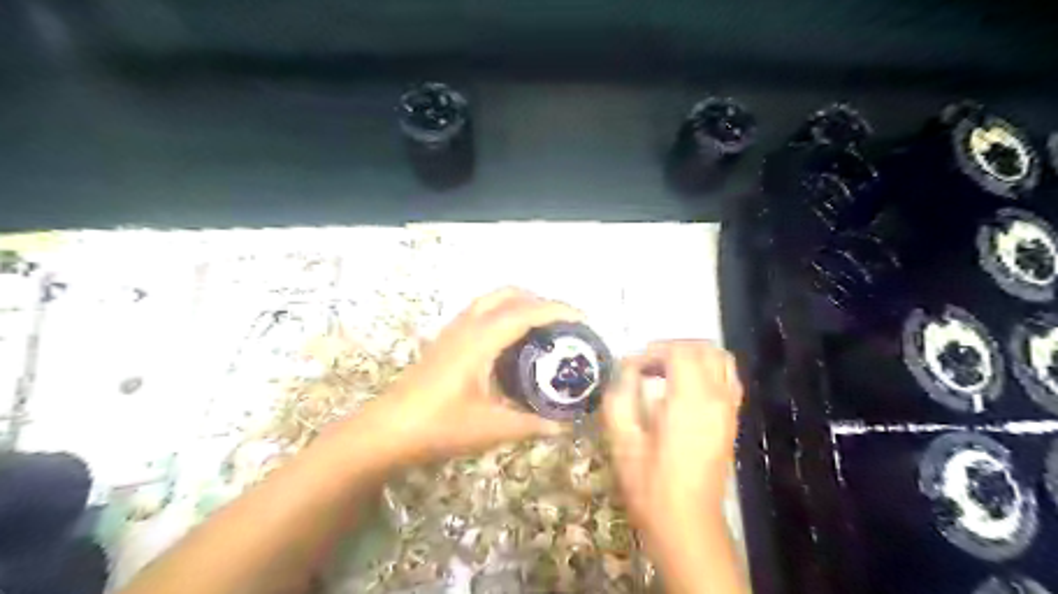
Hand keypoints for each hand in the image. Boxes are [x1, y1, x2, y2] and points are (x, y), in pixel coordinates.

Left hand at [350, 287, 581, 468]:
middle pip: (508, 295)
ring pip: (491, 300)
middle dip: (539, 300)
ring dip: (519, 304)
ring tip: (541, 328)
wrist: (386, 431)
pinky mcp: (445, 341)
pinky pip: (480, 313)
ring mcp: (452, 331)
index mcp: (480, 340)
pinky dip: (502, 314)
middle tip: (562, 323)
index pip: (526, 312)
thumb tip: (564, 425)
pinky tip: (509, 343)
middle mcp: (467, 326)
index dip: (558, 310)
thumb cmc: (438, 427)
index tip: (584, 319)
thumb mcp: (491, 428)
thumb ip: (531, 424)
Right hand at [603, 340, 742, 557]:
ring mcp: (729, 409)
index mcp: (690, 400)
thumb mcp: (622, 440)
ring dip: (693, 356)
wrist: (687, 523)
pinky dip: (707, 370)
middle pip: (703, 348)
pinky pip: (727, 378)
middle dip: (672, 348)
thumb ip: (621, 396)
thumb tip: (628, 369)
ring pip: (721, 359)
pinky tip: (684, 388)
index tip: (632, 368)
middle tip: (647, 366)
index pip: (679, 351)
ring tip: (666, 372)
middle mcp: (716, 397)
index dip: (653, 351)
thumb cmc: (650, 485)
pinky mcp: (732, 421)